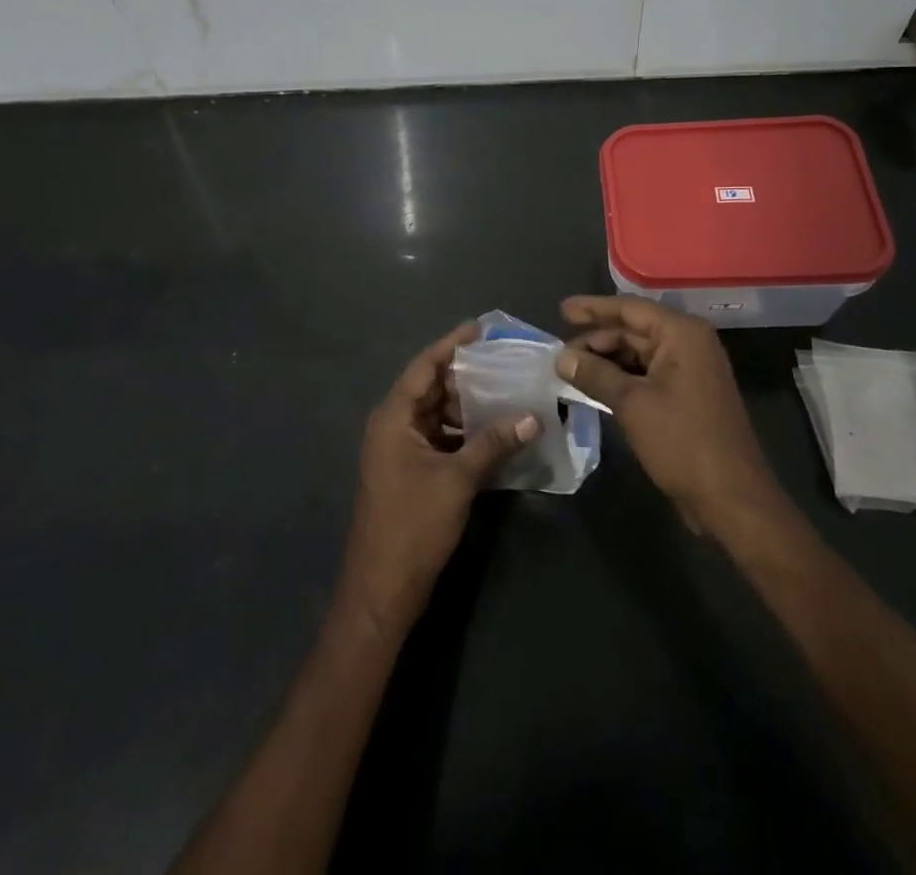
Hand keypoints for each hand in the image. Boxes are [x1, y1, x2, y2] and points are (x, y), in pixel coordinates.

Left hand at [338, 321, 540, 635]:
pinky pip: (439, 437)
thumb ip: (494, 444)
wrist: (382, 589)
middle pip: (430, 387)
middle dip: (465, 374)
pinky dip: (463, 430)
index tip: (480, 327)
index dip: (451, 344)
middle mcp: (392, 425)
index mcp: (393, 418)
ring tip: (506, 389)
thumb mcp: (457, 480)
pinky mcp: (410, 471)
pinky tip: (493, 429)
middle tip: (503, 359)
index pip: (424, 367)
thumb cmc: (413, 525)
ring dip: (467, 404)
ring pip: (437, 413)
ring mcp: (400, 450)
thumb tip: (533, 417)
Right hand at [556, 296, 785, 538]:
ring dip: (606, 361)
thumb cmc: (682, 441)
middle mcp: (688, 344)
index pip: (629, 309)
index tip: (561, 310)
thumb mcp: (632, 404)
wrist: (731, 498)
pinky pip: (647, 375)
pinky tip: (594, 387)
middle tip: (559, 354)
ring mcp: (689, 371)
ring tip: (570, 370)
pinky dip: (620, 379)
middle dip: (596, 340)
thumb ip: (594, 374)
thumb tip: (561, 357)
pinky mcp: (686, 396)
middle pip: (634, 331)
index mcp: (681, 334)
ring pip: (638, 354)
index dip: (593, 308)